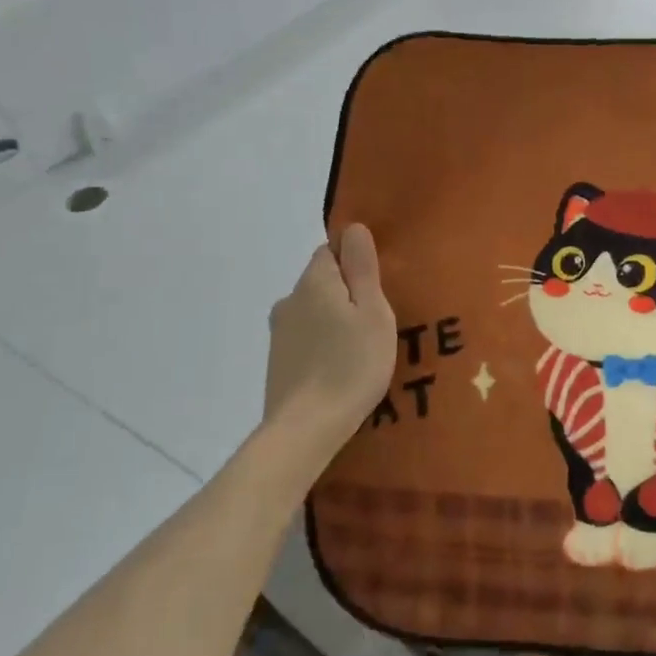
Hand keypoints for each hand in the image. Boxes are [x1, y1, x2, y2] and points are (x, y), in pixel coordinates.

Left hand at [261, 224, 395, 457]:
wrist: (307, 428)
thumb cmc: (351, 364)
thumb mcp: (372, 312)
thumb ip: (362, 268)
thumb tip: (353, 228)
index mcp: (314, 282)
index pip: (330, 251)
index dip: (355, 264)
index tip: (378, 288)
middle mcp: (289, 300)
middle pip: (322, 283)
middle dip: (347, 295)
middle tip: (377, 322)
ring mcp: (279, 334)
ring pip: (313, 313)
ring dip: (334, 322)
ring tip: (361, 349)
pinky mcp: (277, 363)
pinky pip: (306, 340)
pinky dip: (322, 346)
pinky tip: (340, 369)